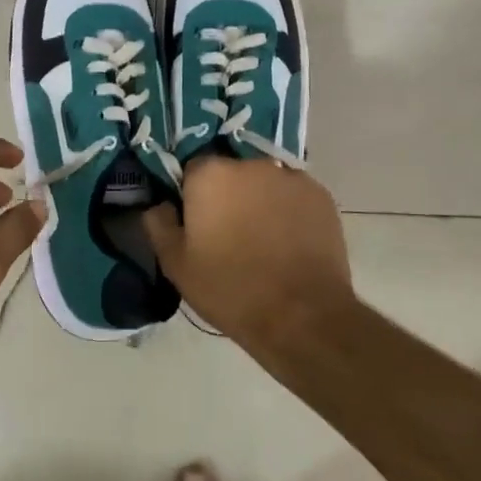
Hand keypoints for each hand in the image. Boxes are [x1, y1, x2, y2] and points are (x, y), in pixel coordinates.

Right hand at [142, 157, 352, 347]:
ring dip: (259, 200)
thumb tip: (160, 205)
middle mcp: (251, 164)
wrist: (302, 317)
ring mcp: (291, 177)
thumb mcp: (176, 264)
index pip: (192, 170)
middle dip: (228, 195)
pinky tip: (289, 243)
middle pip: (231, 172)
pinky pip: (294, 196)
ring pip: (264, 183)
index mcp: (210, 174)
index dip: (192, 196)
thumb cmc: (230, 289)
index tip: (196, 223)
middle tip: (229, 233)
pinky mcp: (321, 196)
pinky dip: (288, 211)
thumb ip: (159, 224)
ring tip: (263, 240)